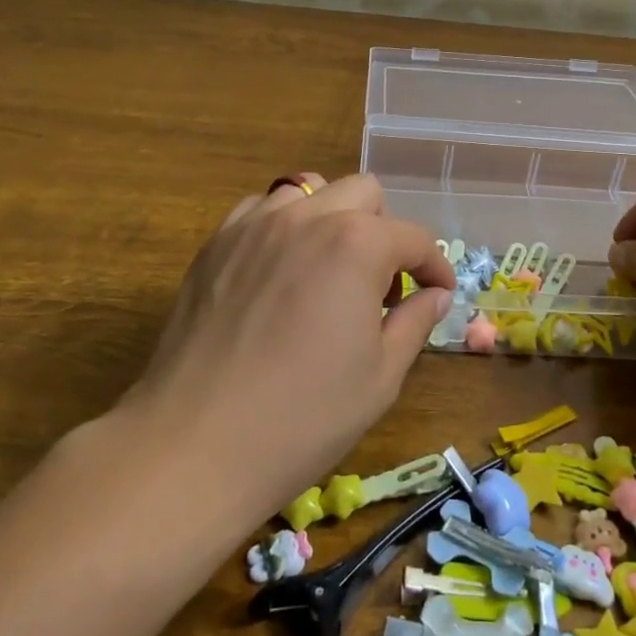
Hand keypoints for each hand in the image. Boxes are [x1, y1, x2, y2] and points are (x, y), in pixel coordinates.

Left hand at [132, 173, 454, 517]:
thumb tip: (436, 295)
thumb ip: (415, 322)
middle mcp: (307, 217)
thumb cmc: (303, 417)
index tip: (439, 293)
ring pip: (309, 190)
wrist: (196, 444)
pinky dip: (283, 225)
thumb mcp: (381, 376)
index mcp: (357, 244)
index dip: (435, 266)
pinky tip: (281, 270)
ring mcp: (255, 225)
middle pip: (364, 193)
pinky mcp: (216, 243)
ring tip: (329, 270)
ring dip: (333, 219)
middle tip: (381, 285)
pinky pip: (261, 209)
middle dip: (385, 230)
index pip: (414, 237)